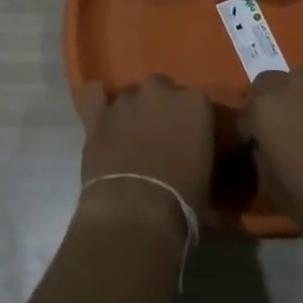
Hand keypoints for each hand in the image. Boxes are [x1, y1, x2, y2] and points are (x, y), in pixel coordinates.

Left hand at [76, 78, 213, 231]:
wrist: (136, 213)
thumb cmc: (182, 202)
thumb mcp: (207, 177)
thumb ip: (200, 151)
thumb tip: (191, 156)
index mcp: (194, 102)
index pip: (196, 101)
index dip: (191, 121)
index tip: (189, 140)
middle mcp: (160, 90)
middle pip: (162, 90)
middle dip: (161, 108)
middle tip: (160, 139)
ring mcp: (126, 99)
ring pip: (131, 94)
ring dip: (133, 111)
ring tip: (130, 138)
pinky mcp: (98, 114)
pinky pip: (95, 95)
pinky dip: (99, 103)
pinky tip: (102, 116)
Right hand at [241, 68, 302, 248]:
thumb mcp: (277, 191)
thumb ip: (262, 161)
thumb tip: (262, 148)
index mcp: (264, 109)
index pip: (244, 115)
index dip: (248, 133)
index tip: (255, 149)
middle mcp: (288, 85)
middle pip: (265, 86)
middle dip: (266, 104)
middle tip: (276, 131)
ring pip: (295, 81)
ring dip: (292, 97)